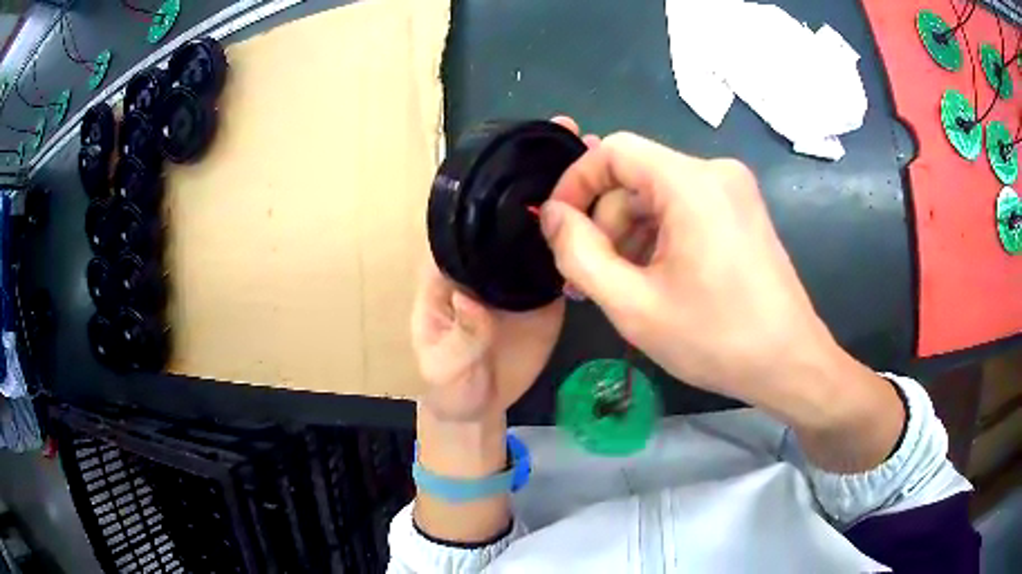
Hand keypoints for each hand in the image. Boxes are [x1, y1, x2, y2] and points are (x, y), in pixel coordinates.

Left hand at [410, 116, 597, 421]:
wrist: (481, 406)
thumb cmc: (448, 384)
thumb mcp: (442, 363)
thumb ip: (459, 334)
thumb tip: (472, 299)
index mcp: (454, 265)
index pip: (469, 213)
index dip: (491, 179)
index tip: (518, 148)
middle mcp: (487, 259)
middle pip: (512, 209)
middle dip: (538, 171)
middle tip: (573, 133)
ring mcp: (520, 273)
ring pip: (543, 228)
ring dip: (567, 194)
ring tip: (599, 160)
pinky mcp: (546, 292)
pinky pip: (564, 260)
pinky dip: (583, 237)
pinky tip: (610, 213)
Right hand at [538, 131, 901, 460]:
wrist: (789, 363)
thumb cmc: (716, 338)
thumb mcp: (633, 305)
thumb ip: (578, 253)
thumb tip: (551, 214)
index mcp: (692, 182)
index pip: (613, 151)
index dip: (575, 182)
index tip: (557, 227)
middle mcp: (715, 172)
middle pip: (635, 177)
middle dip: (605, 224)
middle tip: (590, 279)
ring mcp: (733, 191)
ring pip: (657, 196)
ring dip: (629, 236)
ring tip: (621, 287)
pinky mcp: (741, 211)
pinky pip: (683, 209)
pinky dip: (658, 238)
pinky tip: (654, 280)